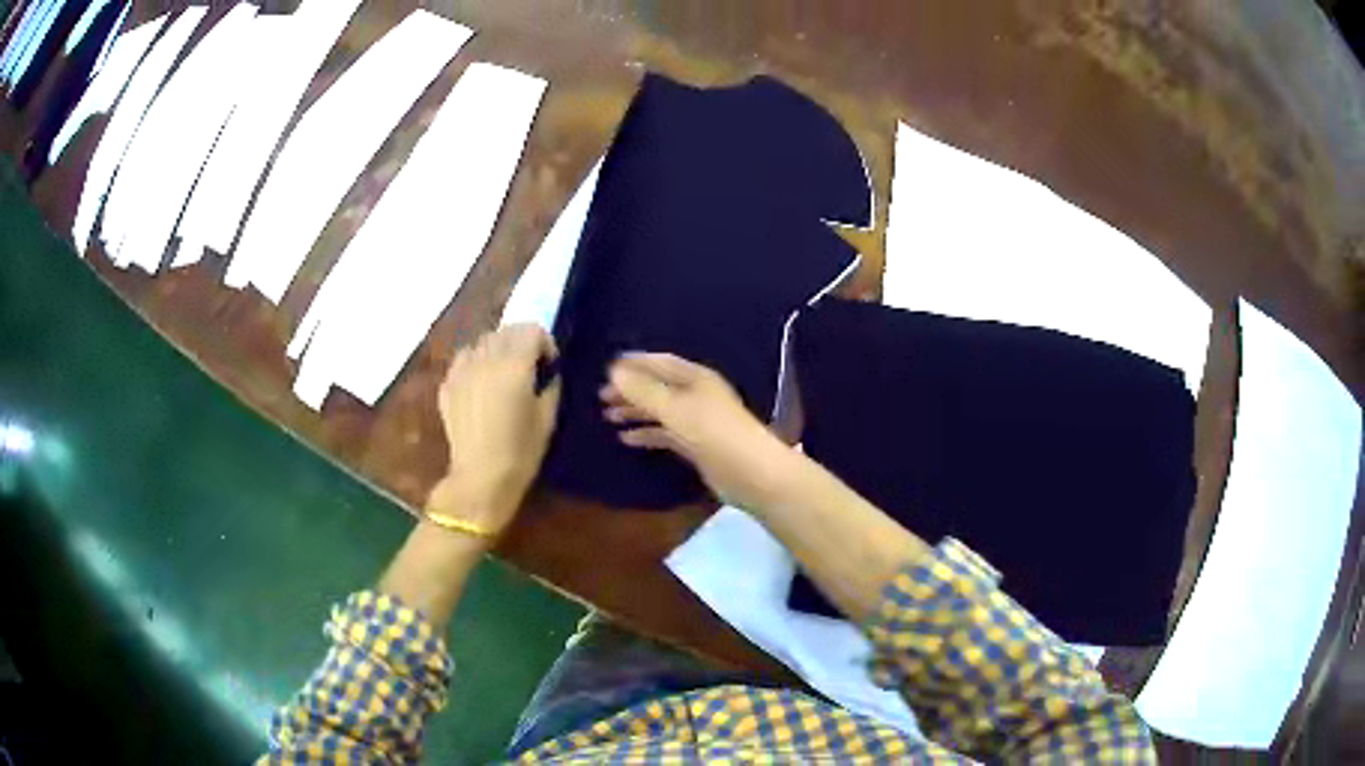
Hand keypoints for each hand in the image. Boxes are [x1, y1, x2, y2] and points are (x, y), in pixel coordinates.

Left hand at [431, 324, 560, 535]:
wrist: (480, 480)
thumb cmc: (521, 452)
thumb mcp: (548, 419)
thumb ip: (550, 386)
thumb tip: (548, 373)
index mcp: (514, 365)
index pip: (532, 329)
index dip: (545, 344)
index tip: (548, 366)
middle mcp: (486, 359)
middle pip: (506, 330)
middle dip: (521, 342)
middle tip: (528, 369)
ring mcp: (462, 371)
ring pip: (482, 341)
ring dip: (497, 350)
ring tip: (502, 375)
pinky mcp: (447, 385)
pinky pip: (463, 359)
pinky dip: (475, 362)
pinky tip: (480, 386)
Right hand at [601, 353, 796, 510]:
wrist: (752, 474)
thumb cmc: (714, 433)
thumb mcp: (675, 408)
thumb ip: (643, 390)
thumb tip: (613, 370)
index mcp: (695, 378)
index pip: (660, 362)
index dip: (634, 363)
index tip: (606, 367)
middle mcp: (696, 395)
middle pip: (658, 386)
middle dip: (630, 389)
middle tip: (601, 395)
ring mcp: (697, 422)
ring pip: (660, 411)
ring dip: (635, 411)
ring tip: (608, 416)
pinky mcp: (696, 446)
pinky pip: (665, 434)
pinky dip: (646, 434)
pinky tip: (626, 439)